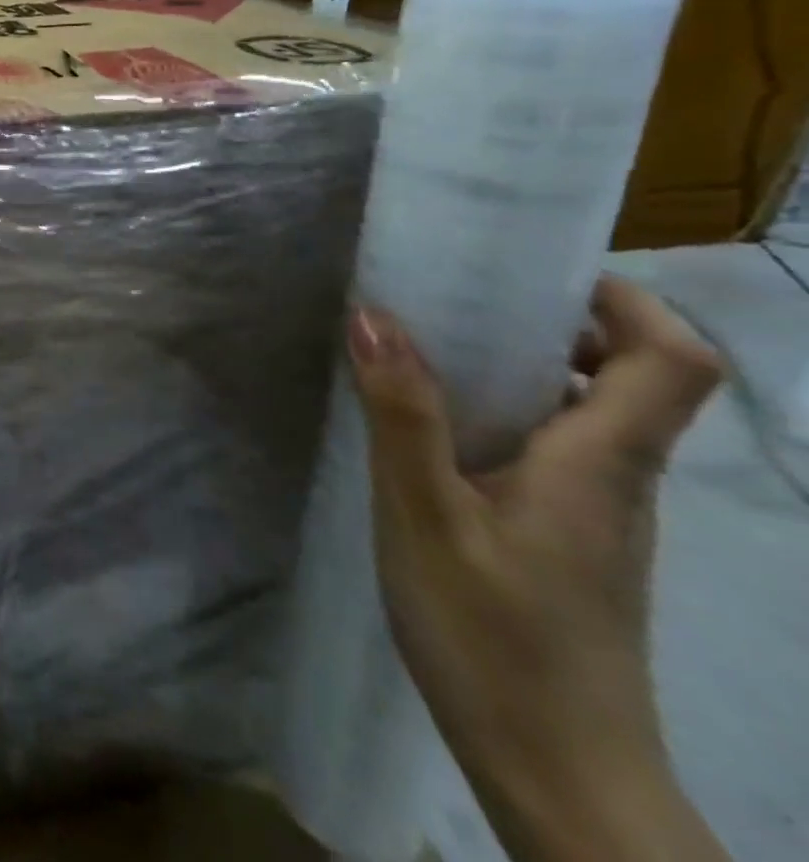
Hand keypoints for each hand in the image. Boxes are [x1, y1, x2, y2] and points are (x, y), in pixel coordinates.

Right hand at [349, 278, 722, 844]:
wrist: (557, 775)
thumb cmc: (495, 638)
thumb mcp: (426, 516)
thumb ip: (402, 413)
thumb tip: (374, 314)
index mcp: (601, 464)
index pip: (672, 361)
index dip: (627, 301)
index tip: (537, 271)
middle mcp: (618, 481)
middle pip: (632, 378)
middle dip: (557, 321)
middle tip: (461, 297)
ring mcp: (597, 516)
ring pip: (587, 415)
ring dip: (524, 367)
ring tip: (432, 348)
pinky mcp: (569, 541)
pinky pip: (554, 451)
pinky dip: (506, 414)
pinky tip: (432, 429)